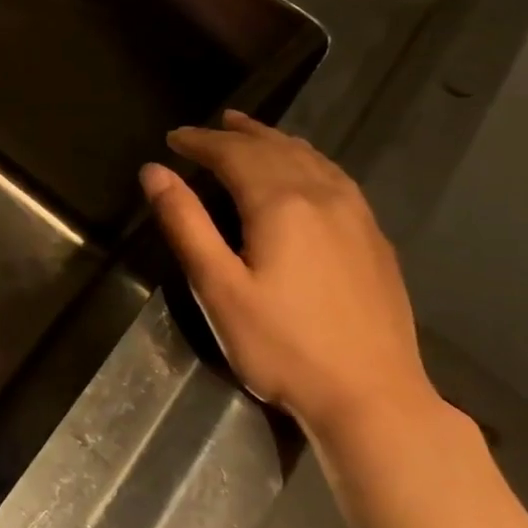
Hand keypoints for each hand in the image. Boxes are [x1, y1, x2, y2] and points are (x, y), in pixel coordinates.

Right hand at [139, 110, 435, 440]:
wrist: (373, 399)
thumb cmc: (281, 346)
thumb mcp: (217, 287)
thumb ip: (185, 223)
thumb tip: (153, 171)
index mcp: (281, 204)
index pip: (234, 154)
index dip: (200, 141)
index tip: (173, 138)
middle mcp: (323, 197)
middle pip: (275, 149)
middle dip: (236, 134)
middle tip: (207, 128)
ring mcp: (357, 217)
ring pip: (311, 159)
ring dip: (275, 140)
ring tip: (250, 131)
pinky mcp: (374, 240)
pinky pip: (336, 178)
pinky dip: (308, 160)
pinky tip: (305, 170)